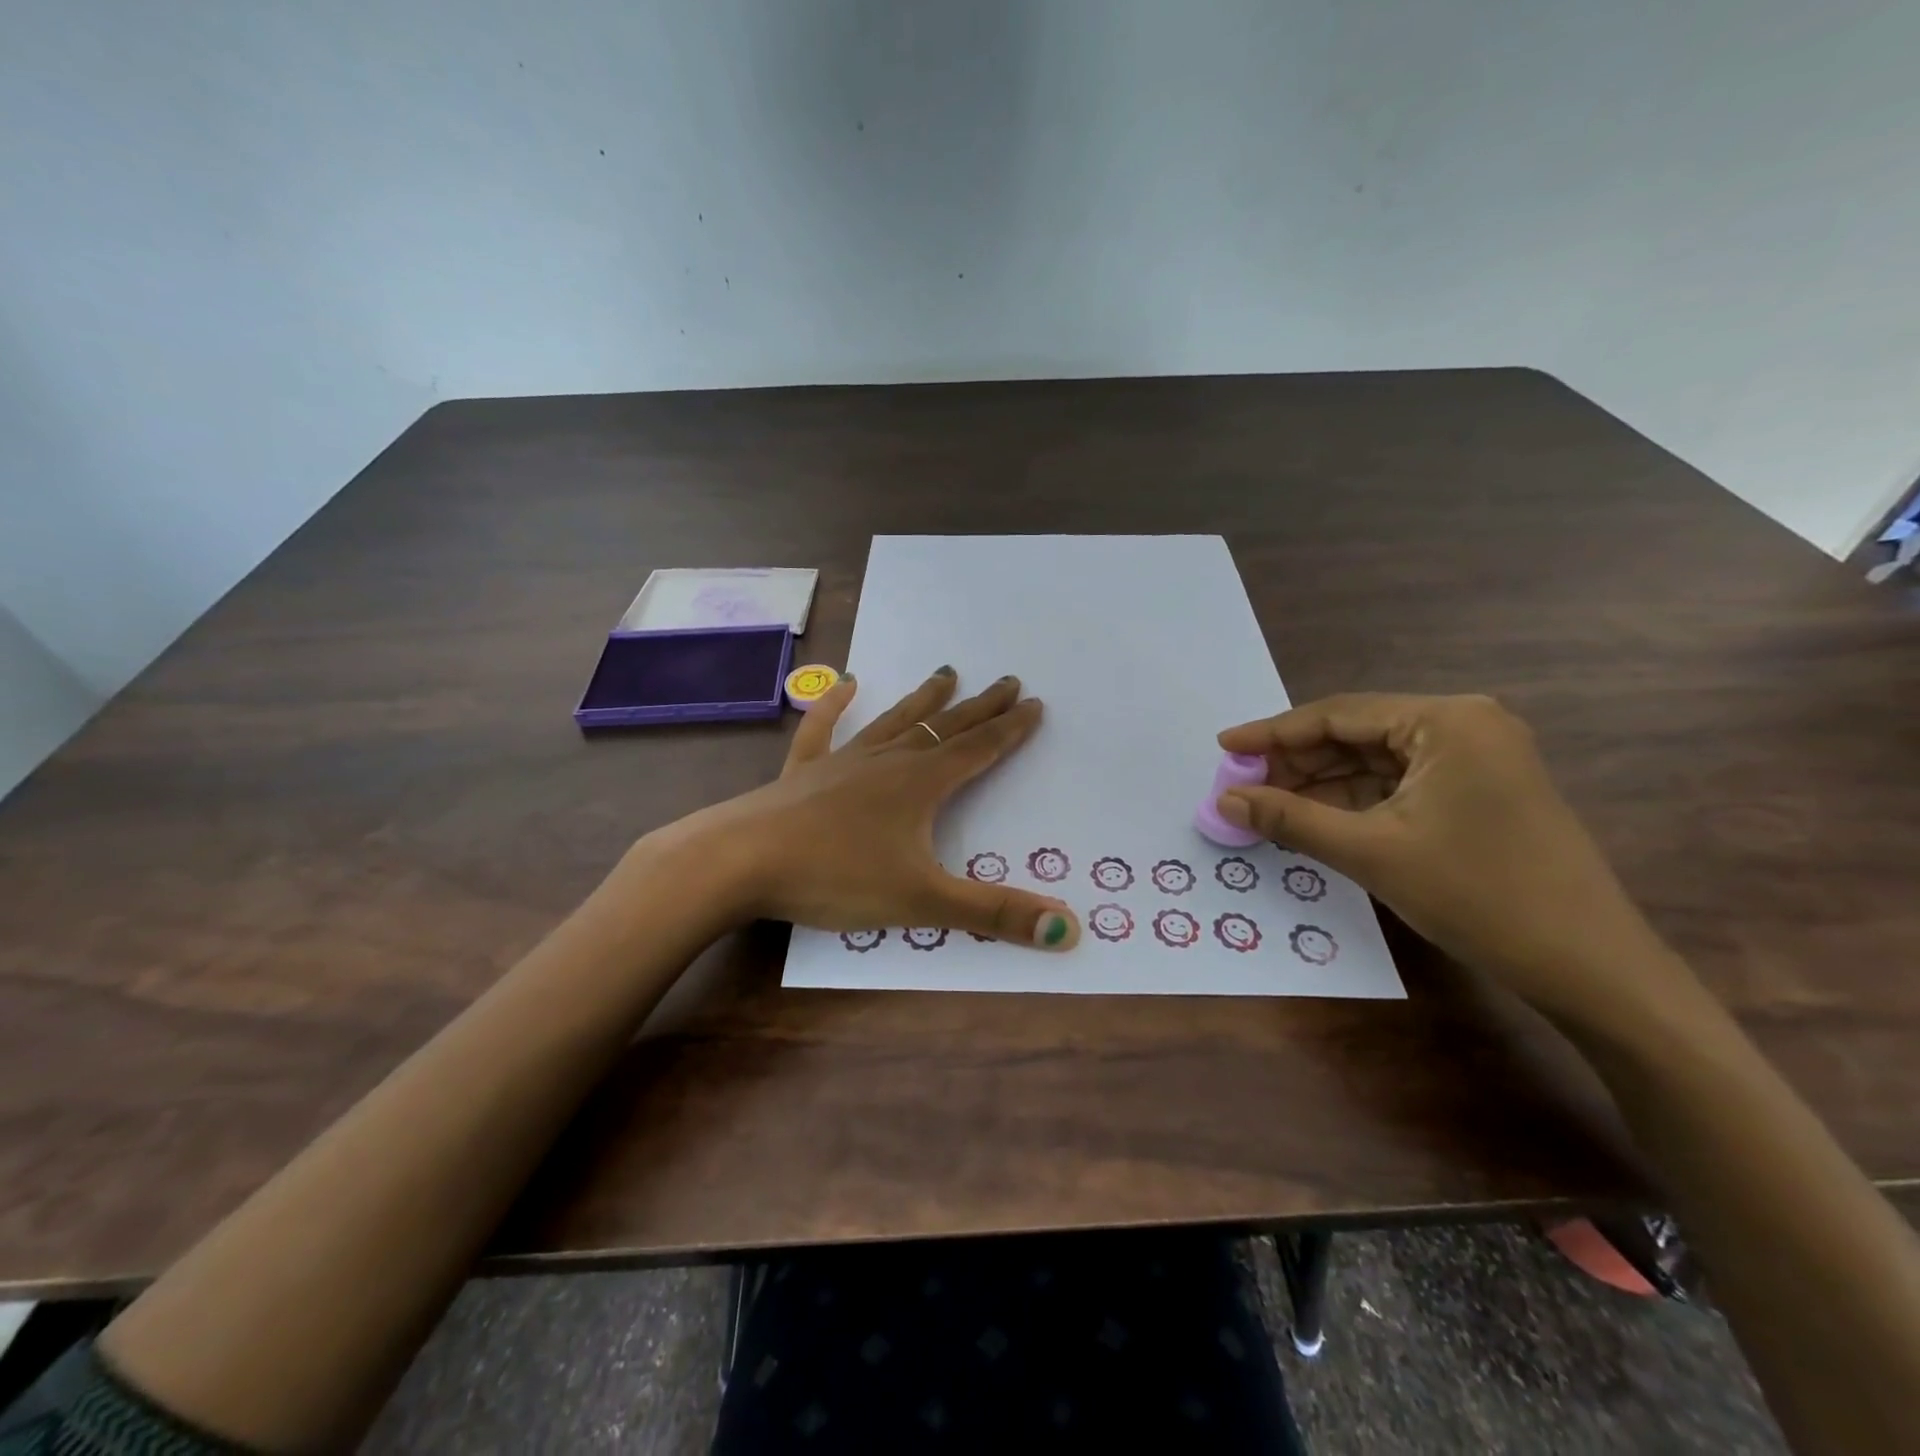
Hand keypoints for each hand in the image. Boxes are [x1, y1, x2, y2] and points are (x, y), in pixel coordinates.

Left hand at [674, 666, 1080, 949]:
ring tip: (946, 672)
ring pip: (894, 722)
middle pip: (944, 728)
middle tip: (1006, 680)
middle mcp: (886, 762)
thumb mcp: (922, 902)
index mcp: (920, 784)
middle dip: (979, 707)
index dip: (1010, 729)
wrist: (740, 861)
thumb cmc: (835, 878)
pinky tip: (845, 684)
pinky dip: (834, 706)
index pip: (978, 749)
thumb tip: (1069, 930)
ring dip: (923, 700)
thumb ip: (993, 914)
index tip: (1034, 703)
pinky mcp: (803, 772)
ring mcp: (842, 762)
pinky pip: (823, 729)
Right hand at [1216, 694, 1689, 1023]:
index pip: (1337, 715)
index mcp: (1446, 720)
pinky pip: (1399, 784)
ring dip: (1321, 783)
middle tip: (1240, 786)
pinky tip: (1315, 819)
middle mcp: (1464, 725)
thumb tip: (1223, 799)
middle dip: (1295, 762)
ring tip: (1266, 805)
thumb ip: (1290, 818)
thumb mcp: (1371, 852)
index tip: (1222, 747)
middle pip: (1356, 734)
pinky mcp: (1479, 792)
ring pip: (1374, 761)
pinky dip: (1354, 801)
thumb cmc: (1479, 896)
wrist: (1591, 969)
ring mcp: (1477, 759)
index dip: (1272, 733)